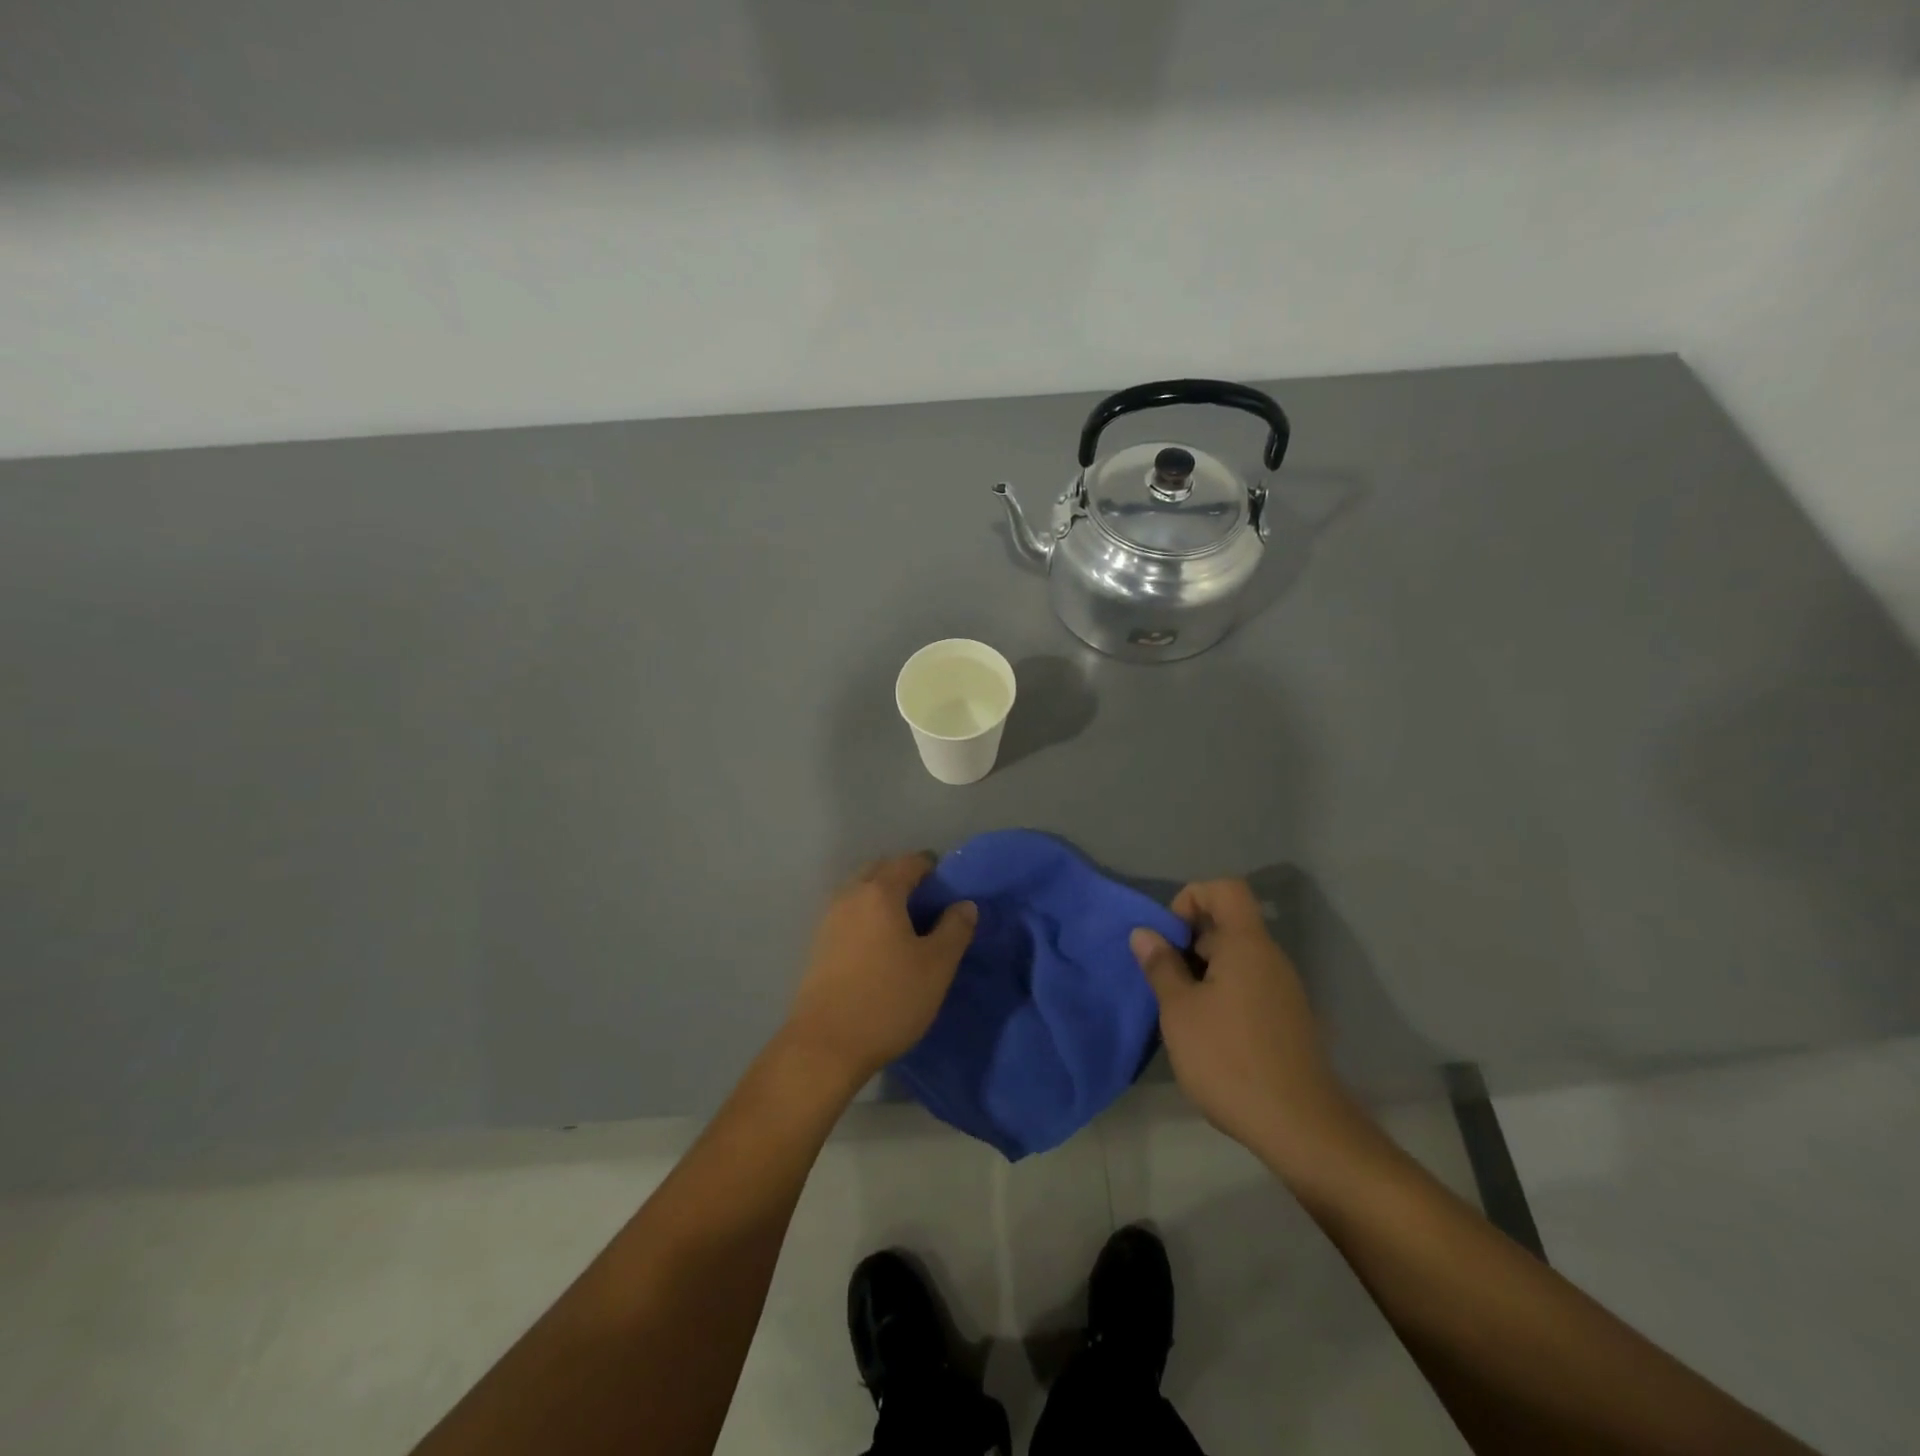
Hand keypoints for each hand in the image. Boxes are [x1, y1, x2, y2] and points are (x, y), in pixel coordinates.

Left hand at [782, 853, 976, 1088]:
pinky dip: (866, 916)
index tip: (948, 886)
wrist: (826, 1045)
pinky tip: (880, 945)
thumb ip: (955, 929)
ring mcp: (829, 920)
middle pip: (880, 871)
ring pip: (860, 892)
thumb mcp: (937, 966)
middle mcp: (850, 896)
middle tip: (928, 904)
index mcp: (880, 892)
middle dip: (904, 877)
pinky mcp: (818, 945)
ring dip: (883, 897)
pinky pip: (848, 914)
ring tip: (906, 926)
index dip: (931, 867)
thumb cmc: (889, 1000)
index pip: (909, 862)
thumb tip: (964, 904)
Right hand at [1131, 879, 1354, 1171]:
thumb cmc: (1229, 1059)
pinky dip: (1223, 994)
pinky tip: (1207, 1034)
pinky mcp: (1288, 1020)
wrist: (1301, 1128)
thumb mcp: (1179, 1011)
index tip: (1170, 936)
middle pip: (1229, 924)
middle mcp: (1271, 958)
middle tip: (1165, 979)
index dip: (1191, 898)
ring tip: (1181, 1010)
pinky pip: (1250, 986)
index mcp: (1247, 945)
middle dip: (1190, 941)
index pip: (1224, 889)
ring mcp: (1284, 990)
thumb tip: (1144, 933)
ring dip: (1204, 972)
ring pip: (1237, 959)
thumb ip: (1161, 966)